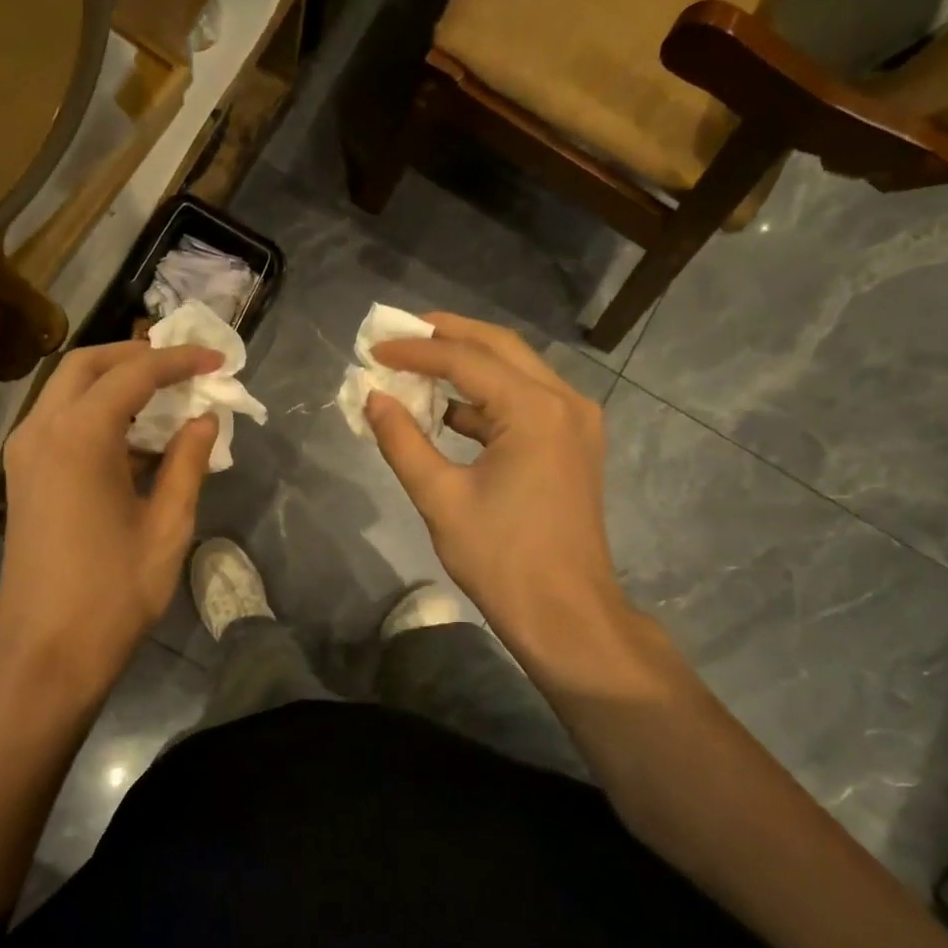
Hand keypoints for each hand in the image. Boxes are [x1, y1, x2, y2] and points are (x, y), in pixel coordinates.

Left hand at [0, 339, 221, 706]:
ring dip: (113, 382)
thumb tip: (205, 421)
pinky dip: (95, 412)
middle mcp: (42, 431)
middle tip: (182, 368)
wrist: (46, 652)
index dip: (179, 361)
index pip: (134, 373)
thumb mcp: (167, 527)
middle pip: (86, 364)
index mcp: (80, 437)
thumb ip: (187, 464)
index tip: (217, 361)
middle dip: (136, 355)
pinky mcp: (22, 476)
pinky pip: (58, 420)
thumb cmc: (114, 593)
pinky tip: (133, 439)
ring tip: (164, 399)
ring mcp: (24, 453)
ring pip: (65, 389)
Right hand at [367, 314, 626, 663]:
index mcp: (535, 410)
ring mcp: (575, 421)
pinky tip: (448, 410)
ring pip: (515, 371)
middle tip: (400, 332)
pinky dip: (485, 398)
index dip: (415, 350)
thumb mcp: (440, 498)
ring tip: (417, 364)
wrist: (566, 615)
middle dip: (447, 335)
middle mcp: (564, 401)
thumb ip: (402, 441)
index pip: (465, 360)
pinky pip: (525, 402)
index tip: (374, 349)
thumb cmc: (501, 559)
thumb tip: (372, 398)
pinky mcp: (573, 444)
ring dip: (467, 365)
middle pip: (499, 347)